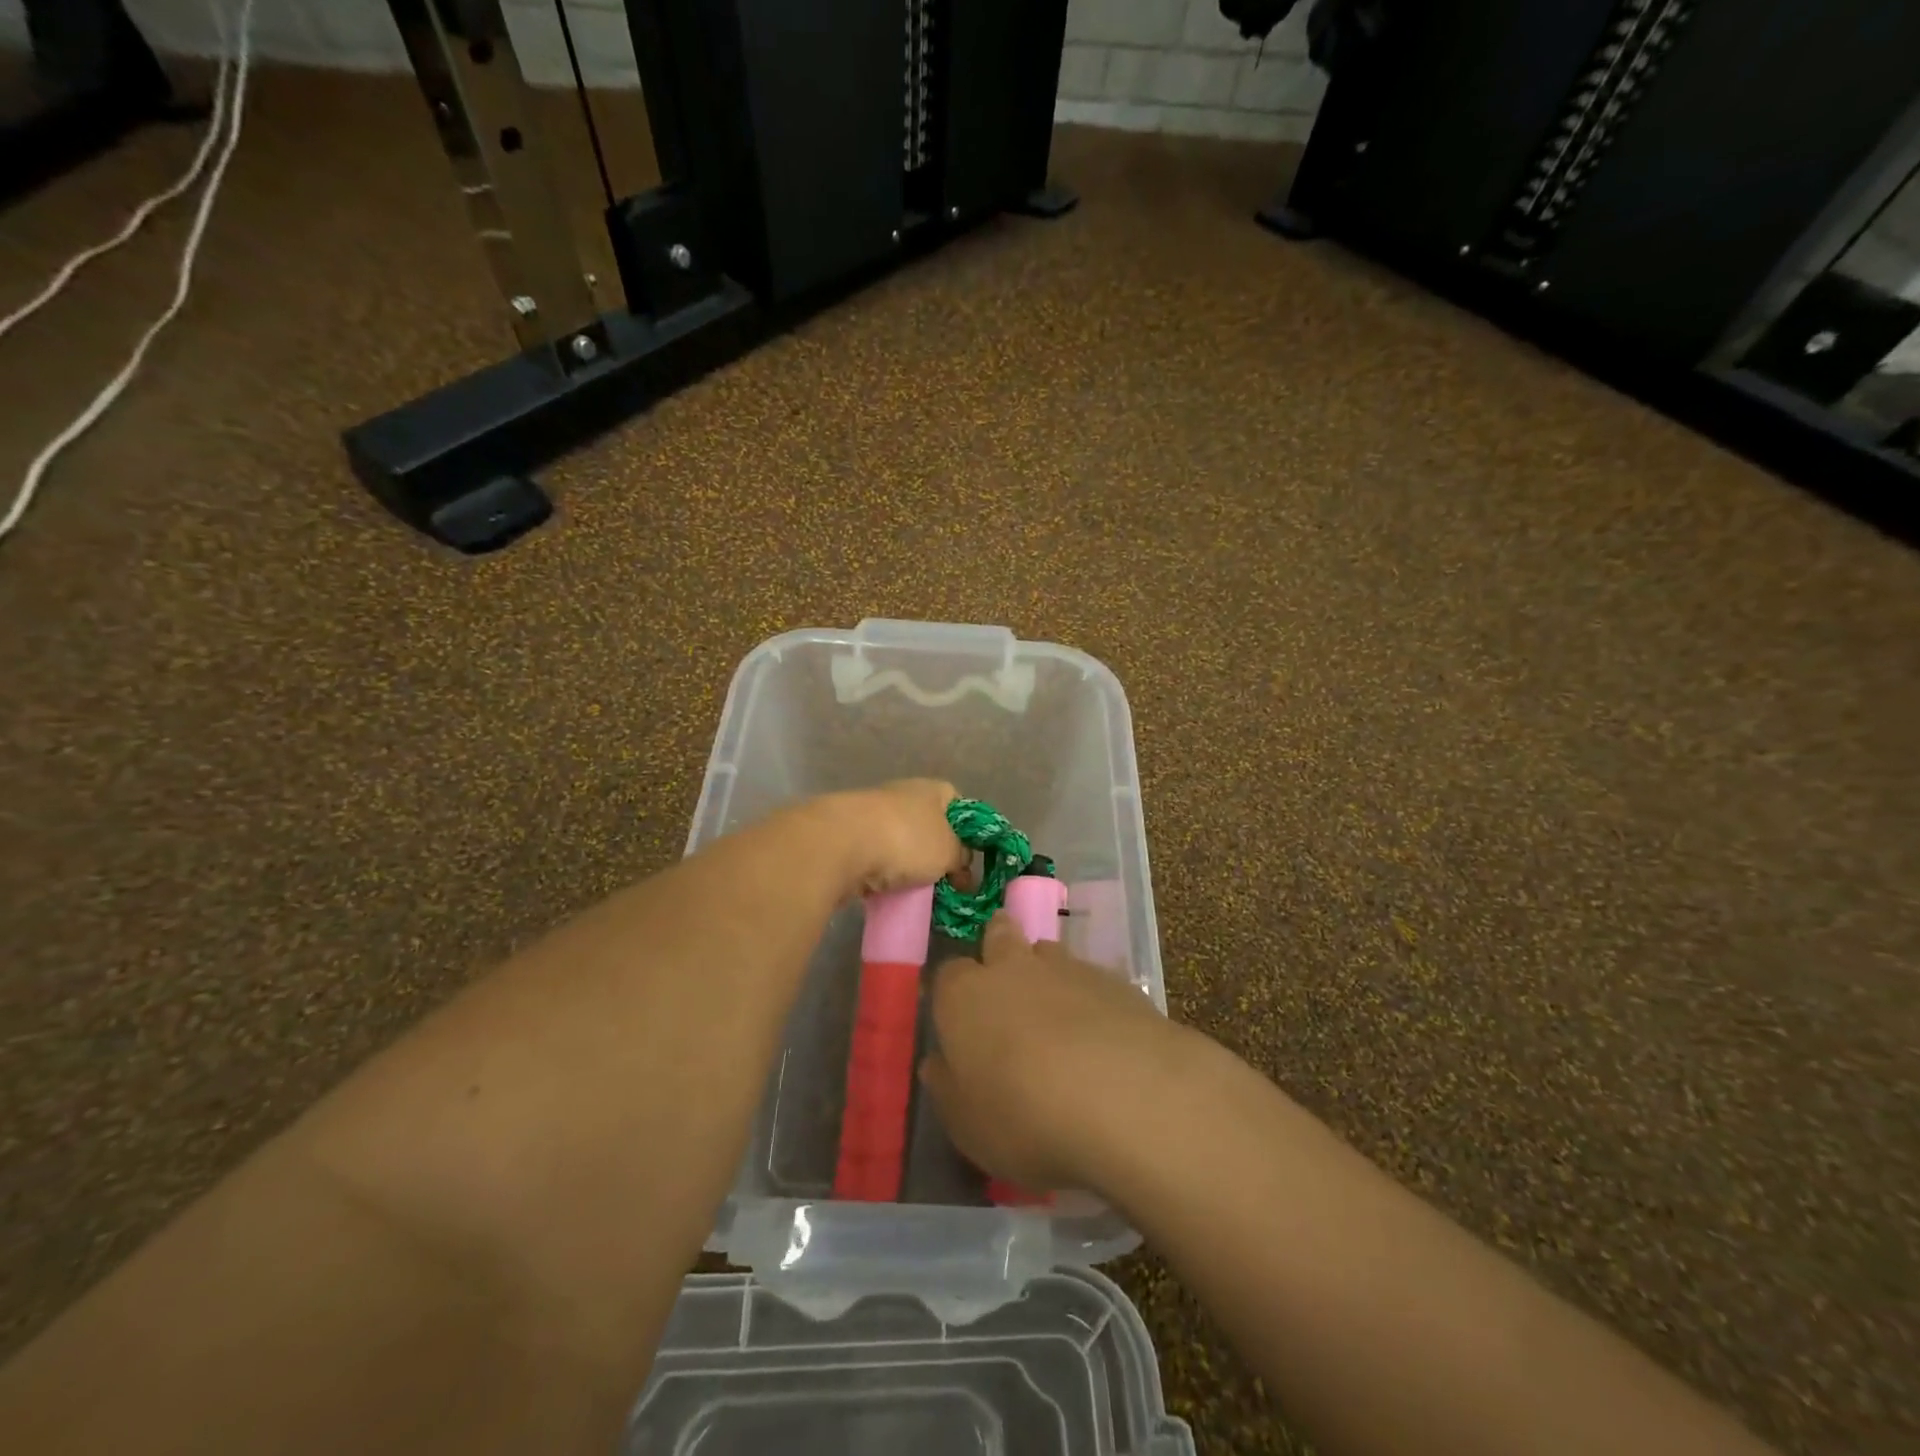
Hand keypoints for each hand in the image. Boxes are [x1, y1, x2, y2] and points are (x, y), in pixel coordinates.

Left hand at [818, 779, 968, 898]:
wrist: (842, 843)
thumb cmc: (907, 840)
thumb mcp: (949, 851)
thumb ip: (961, 856)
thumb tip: (960, 862)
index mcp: (932, 789)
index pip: (960, 805)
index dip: (968, 832)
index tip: (970, 860)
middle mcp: (903, 795)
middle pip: (929, 827)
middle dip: (937, 855)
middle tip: (947, 884)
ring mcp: (873, 814)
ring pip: (901, 845)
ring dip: (909, 867)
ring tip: (918, 893)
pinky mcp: (849, 837)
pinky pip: (876, 859)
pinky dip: (883, 875)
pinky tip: (889, 893)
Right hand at [919, 911, 1191, 1193]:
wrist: (1125, 1098)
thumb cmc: (1024, 1116)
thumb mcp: (968, 1124)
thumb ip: (948, 1088)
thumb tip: (937, 1063)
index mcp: (964, 996)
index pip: (947, 975)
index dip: (952, 992)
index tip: (957, 1016)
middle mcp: (1012, 967)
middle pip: (999, 935)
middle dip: (999, 946)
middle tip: (1005, 980)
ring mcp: (1067, 968)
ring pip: (1048, 953)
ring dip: (1045, 972)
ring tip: (1056, 1015)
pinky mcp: (1116, 981)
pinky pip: (1092, 979)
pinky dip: (1089, 999)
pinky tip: (1101, 1036)